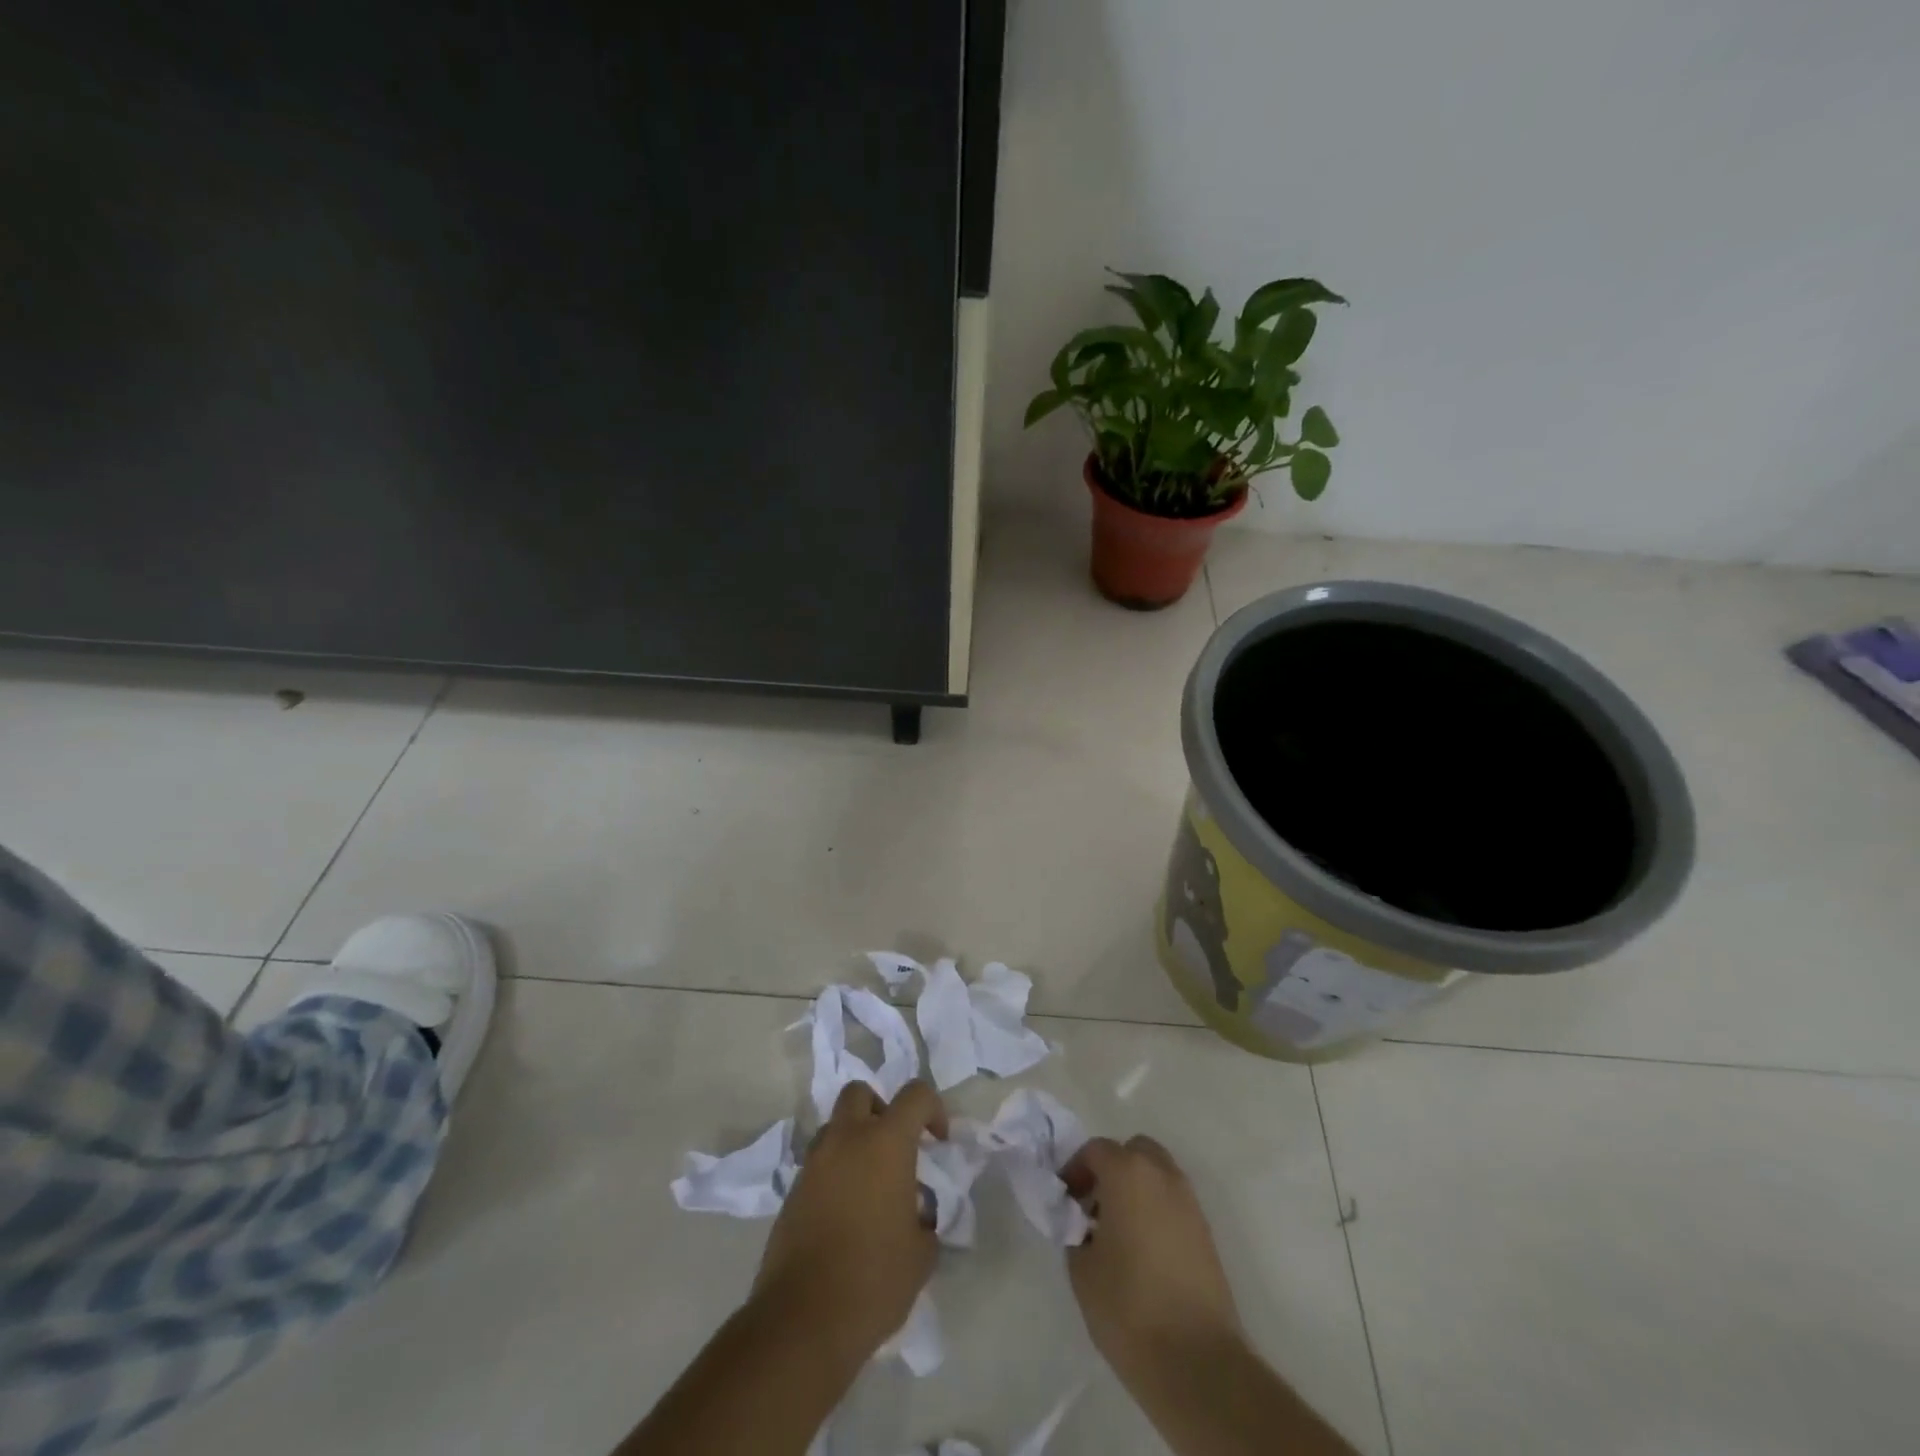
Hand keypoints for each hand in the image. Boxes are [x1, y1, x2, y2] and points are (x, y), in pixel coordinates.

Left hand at [752, 1079, 947, 1365]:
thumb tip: (918, 1217)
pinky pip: (818, 1164)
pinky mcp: (791, 1192)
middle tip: (894, 1148)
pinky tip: (846, 1215)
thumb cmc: (873, 1280)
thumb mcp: (921, 1254)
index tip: (938, 1142)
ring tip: (869, 1186)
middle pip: (860, 1093)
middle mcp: (847, 1140)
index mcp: (885, 1143)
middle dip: (880, 1110)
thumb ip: (925, 1221)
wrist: (802, 1321)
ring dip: (853, 1141)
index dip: (933, 1109)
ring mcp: (814, 1164)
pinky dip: (835, 1174)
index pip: (915, 1095)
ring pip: (835, 1127)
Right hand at [1060, 1135, 1242, 1373]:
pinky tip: (1143, 1251)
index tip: (1065, 1201)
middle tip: (1094, 1206)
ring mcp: (1189, 1202)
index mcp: (1128, 1173)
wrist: (1197, 1362)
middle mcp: (1162, 1175)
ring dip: (1136, 1188)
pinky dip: (1156, 1210)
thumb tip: (1084, 1225)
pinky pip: (1174, 1203)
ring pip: (1157, 1174)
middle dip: (1112, 1169)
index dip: (1075, 1170)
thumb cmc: (1129, 1308)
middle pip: (1133, 1151)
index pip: (1095, 1150)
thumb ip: (1076, 1232)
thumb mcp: (1081, 1269)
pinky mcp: (1206, 1233)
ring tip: (1118, 1232)